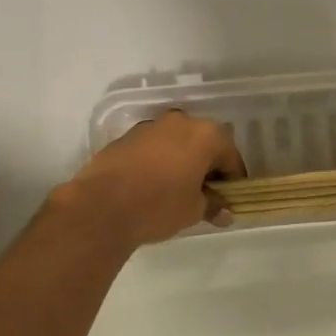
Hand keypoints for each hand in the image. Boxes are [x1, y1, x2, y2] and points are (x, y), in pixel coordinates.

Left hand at [53, 110, 246, 246]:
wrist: (102, 205)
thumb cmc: (159, 204)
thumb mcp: (193, 210)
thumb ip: (213, 205)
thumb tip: (225, 212)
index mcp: (204, 134)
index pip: (230, 155)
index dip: (233, 177)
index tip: (231, 197)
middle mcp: (179, 122)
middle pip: (203, 142)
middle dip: (207, 165)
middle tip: (206, 192)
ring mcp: (150, 127)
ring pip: (176, 142)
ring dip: (182, 161)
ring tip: (178, 189)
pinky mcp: (126, 137)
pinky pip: (153, 148)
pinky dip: (159, 161)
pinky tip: (153, 185)